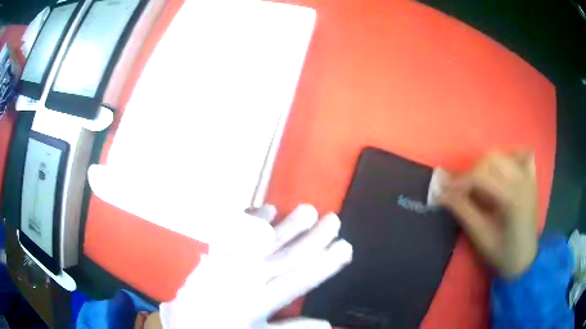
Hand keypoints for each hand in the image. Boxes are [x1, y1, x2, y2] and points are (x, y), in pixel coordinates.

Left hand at [158, 204, 352, 327]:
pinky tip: (267, 209)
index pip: (299, 280)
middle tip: (334, 220)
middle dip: (313, 238)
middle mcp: (246, 278)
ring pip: (262, 241)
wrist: (185, 322)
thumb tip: (327, 324)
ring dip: (287, 225)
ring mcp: (228, 263)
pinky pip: (235, 232)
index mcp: (259, 301)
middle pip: (285, 256)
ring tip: (308, 210)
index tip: (345, 247)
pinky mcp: (215, 254)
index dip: (325, 264)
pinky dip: (251, 220)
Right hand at [439, 151, 537, 277]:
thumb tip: (441, 192)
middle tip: (461, 191)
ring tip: (479, 185)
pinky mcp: (531, 178)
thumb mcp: (480, 236)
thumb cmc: (502, 253)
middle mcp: (522, 181)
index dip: (460, 181)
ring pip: (502, 156)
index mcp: (512, 198)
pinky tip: (502, 172)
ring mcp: (529, 177)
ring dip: (486, 166)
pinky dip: (509, 158)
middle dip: (472, 172)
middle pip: (491, 159)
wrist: (524, 259)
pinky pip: (521, 155)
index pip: (481, 175)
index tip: (444, 191)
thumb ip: (462, 210)